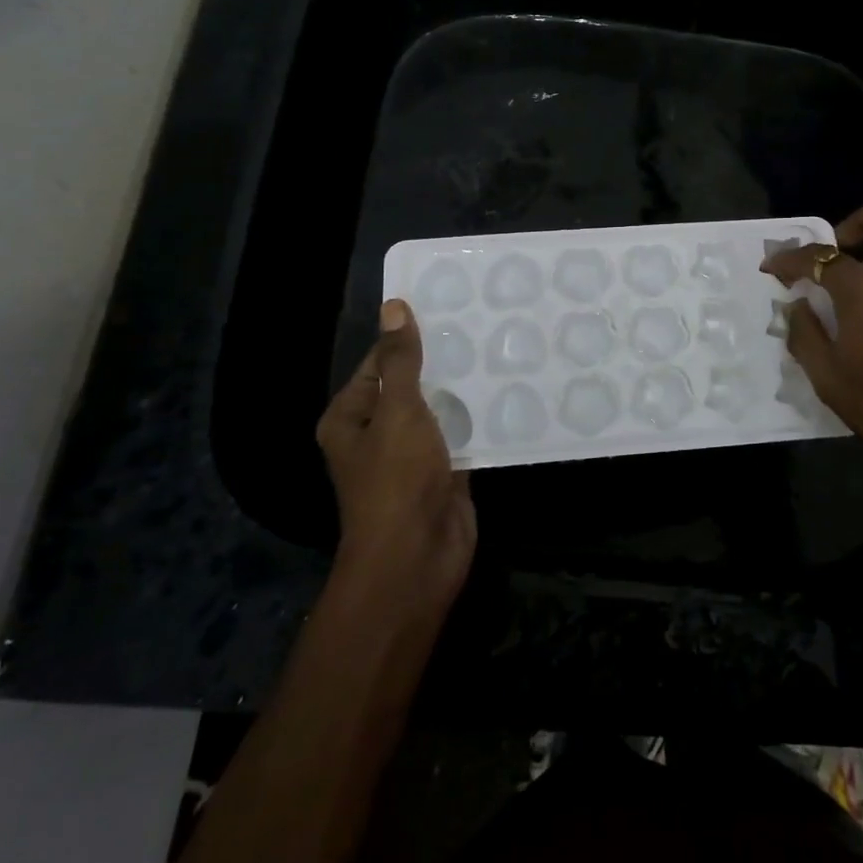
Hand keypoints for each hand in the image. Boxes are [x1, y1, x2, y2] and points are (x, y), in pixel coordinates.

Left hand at [315, 299, 475, 609]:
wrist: (417, 557)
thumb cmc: (396, 480)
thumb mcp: (398, 411)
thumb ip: (402, 362)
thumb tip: (394, 307)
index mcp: (352, 416)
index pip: (380, 362)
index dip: (409, 335)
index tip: (448, 305)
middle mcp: (379, 432)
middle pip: (413, 384)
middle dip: (443, 360)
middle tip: (483, 321)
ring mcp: (414, 453)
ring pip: (441, 409)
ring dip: (465, 387)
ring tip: (502, 347)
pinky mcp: (446, 470)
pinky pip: (463, 433)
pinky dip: (481, 416)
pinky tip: (510, 389)